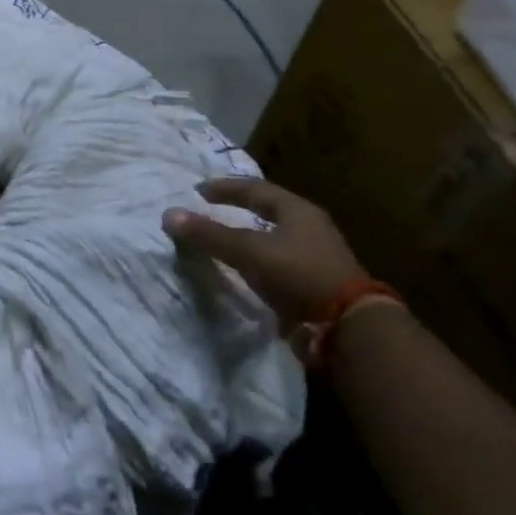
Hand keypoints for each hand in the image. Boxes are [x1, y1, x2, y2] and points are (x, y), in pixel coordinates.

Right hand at [163, 178, 365, 327]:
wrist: (347, 326)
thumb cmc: (299, 275)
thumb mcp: (249, 251)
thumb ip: (210, 235)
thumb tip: (168, 215)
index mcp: (297, 211)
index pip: (255, 189)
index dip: (225, 188)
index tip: (198, 190)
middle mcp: (308, 228)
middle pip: (267, 210)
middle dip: (237, 208)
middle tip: (209, 208)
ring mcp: (313, 256)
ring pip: (272, 236)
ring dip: (246, 235)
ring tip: (220, 238)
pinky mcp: (312, 282)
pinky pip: (275, 261)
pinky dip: (254, 259)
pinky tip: (241, 268)